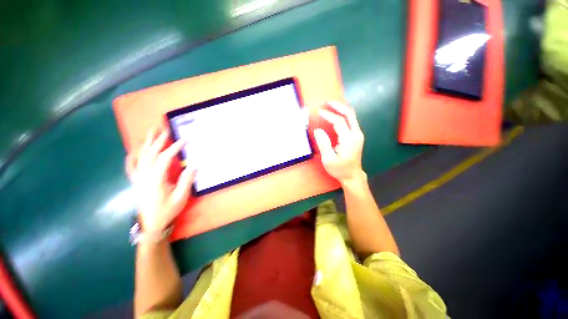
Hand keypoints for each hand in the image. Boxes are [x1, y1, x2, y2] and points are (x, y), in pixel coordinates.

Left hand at [125, 127, 195, 231]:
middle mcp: (144, 175)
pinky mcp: (136, 181)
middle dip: (159, 140)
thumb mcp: (180, 198)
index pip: (165, 159)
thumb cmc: (167, 210)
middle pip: (151, 154)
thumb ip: (186, 181)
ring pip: (141, 156)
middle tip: (166, 129)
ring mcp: (138, 178)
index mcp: (156, 179)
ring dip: (146, 143)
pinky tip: (134, 151)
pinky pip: (131, 166)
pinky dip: (132, 157)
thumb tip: (193, 166)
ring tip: (151, 131)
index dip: (174, 148)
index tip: (184, 140)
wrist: (151, 224)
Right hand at [314, 101, 365, 184]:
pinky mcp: (356, 136)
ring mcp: (358, 134)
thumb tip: (318, 130)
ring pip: (351, 116)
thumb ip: (323, 144)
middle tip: (327, 102)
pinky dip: (343, 114)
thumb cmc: (339, 169)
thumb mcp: (328, 159)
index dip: (329, 115)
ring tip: (330, 105)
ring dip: (341, 109)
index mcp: (349, 140)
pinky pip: (351, 121)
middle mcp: (356, 134)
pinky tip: (337, 113)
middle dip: (338, 106)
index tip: (319, 112)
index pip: (339, 122)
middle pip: (349, 114)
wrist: (352, 175)